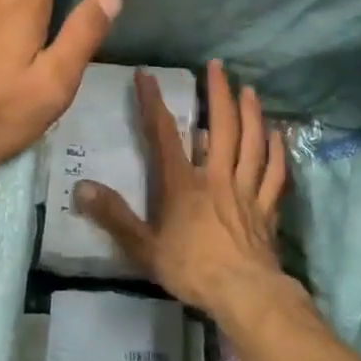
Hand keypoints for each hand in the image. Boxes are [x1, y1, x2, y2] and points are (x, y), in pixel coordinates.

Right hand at [75, 60, 288, 316]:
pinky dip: (278, 151)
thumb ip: (113, 216)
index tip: (147, 74)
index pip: (164, 135)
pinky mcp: (267, 208)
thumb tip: (81, 187)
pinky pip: (275, 173)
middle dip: (218, 93)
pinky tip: (279, 134)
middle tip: (218, 66)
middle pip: (222, 127)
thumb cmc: (191, 269)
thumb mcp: (143, 247)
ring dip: (251, 114)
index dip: (154, 103)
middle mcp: (216, 177)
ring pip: (252, 143)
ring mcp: (246, 190)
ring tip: (249, 89)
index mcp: (183, 184)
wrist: (244, 294)